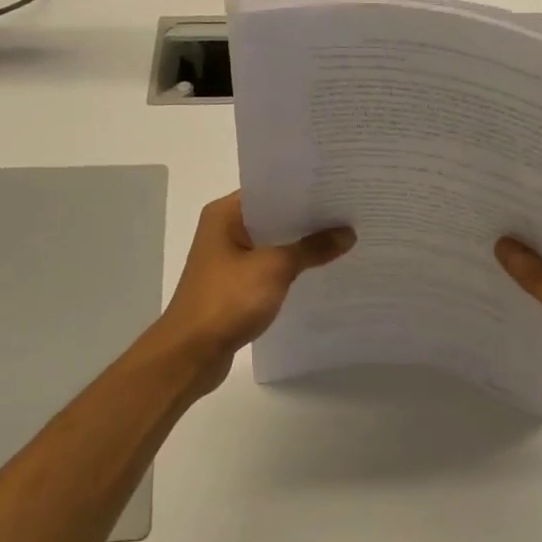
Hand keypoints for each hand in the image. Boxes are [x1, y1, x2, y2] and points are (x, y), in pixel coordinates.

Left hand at [149, 192, 354, 392]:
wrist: (191, 353)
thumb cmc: (227, 300)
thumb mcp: (275, 268)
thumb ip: (311, 248)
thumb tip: (347, 233)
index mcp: (224, 214)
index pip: (270, 190)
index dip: (304, 190)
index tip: (338, 189)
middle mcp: (223, 230)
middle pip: (273, 216)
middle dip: (308, 218)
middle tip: (349, 213)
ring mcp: (228, 260)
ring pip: (272, 244)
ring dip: (300, 245)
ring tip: (343, 238)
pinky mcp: (234, 286)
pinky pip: (268, 268)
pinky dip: (290, 268)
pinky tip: (319, 270)